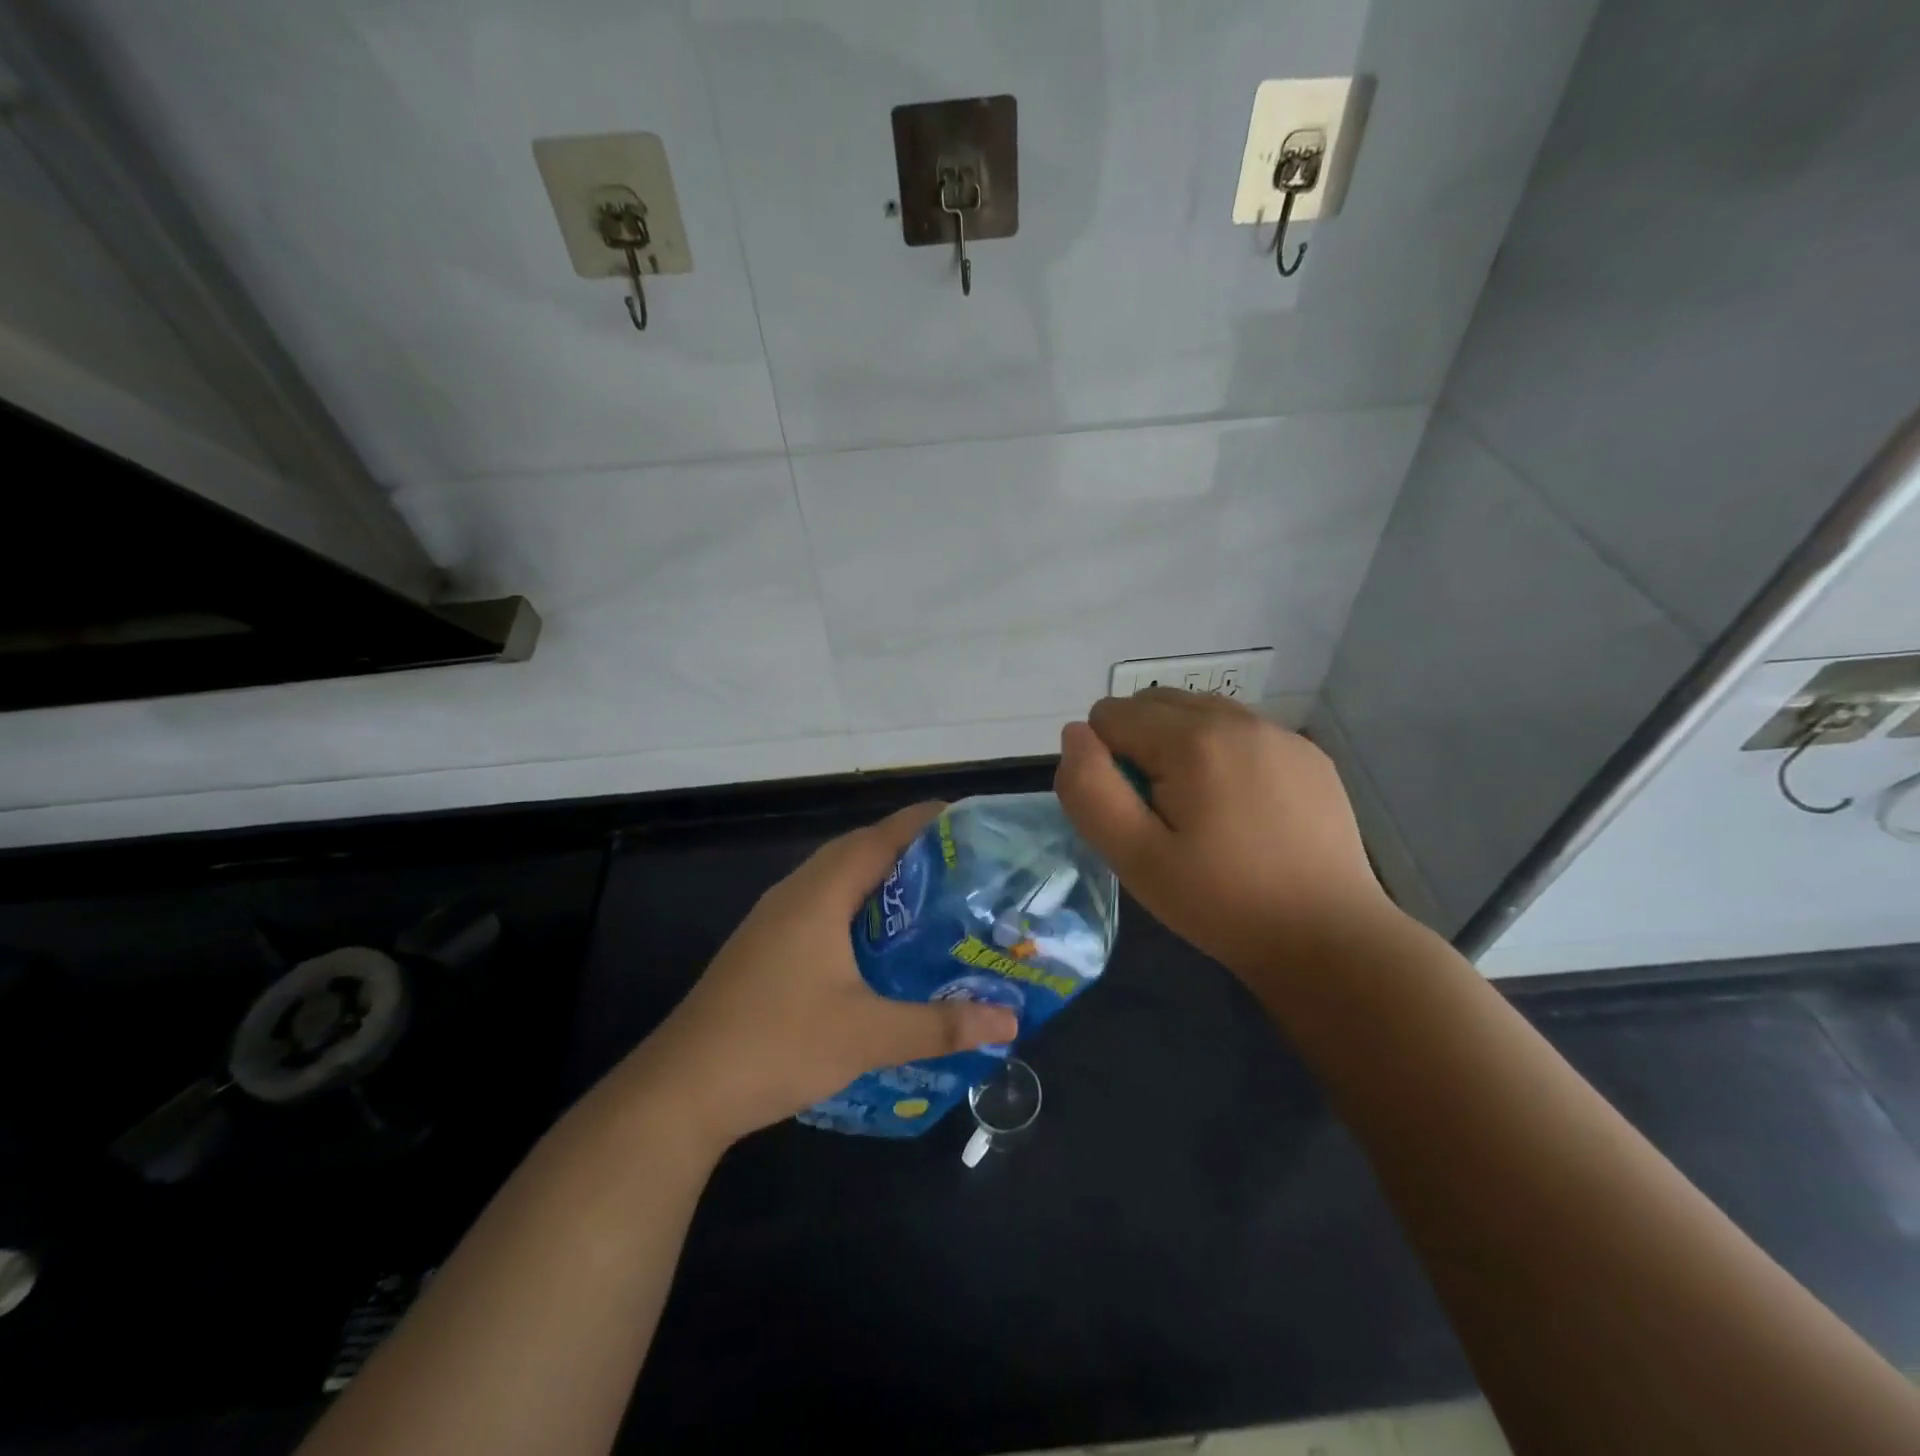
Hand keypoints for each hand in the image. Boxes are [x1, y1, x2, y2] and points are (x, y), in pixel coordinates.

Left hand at [631, 803, 1018, 1147]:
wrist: (682, 1089)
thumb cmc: (777, 1044)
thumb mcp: (867, 1036)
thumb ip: (940, 1025)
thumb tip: (1009, 1019)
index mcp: (821, 892)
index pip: (882, 836)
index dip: (927, 823)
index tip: (972, 825)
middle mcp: (796, 892)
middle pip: (861, 850)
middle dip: (912, 853)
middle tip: (965, 871)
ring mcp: (776, 919)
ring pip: (839, 880)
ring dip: (883, 883)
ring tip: (935, 903)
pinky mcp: (767, 945)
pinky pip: (824, 907)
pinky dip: (860, 910)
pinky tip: (883, 948)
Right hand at [1054, 690, 1394, 978]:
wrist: (1328, 939)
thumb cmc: (1220, 903)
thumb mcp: (1134, 857)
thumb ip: (1090, 790)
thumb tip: (1075, 734)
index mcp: (1192, 739)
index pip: (1109, 715)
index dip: (1105, 764)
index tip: (1134, 814)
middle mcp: (1238, 718)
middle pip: (1153, 703)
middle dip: (1139, 746)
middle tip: (1161, 814)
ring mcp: (1280, 733)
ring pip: (1197, 711)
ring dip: (1179, 745)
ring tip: (1200, 809)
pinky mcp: (1308, 754)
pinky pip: (1241, 730)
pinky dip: (1222, 753)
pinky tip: (1243, 810)